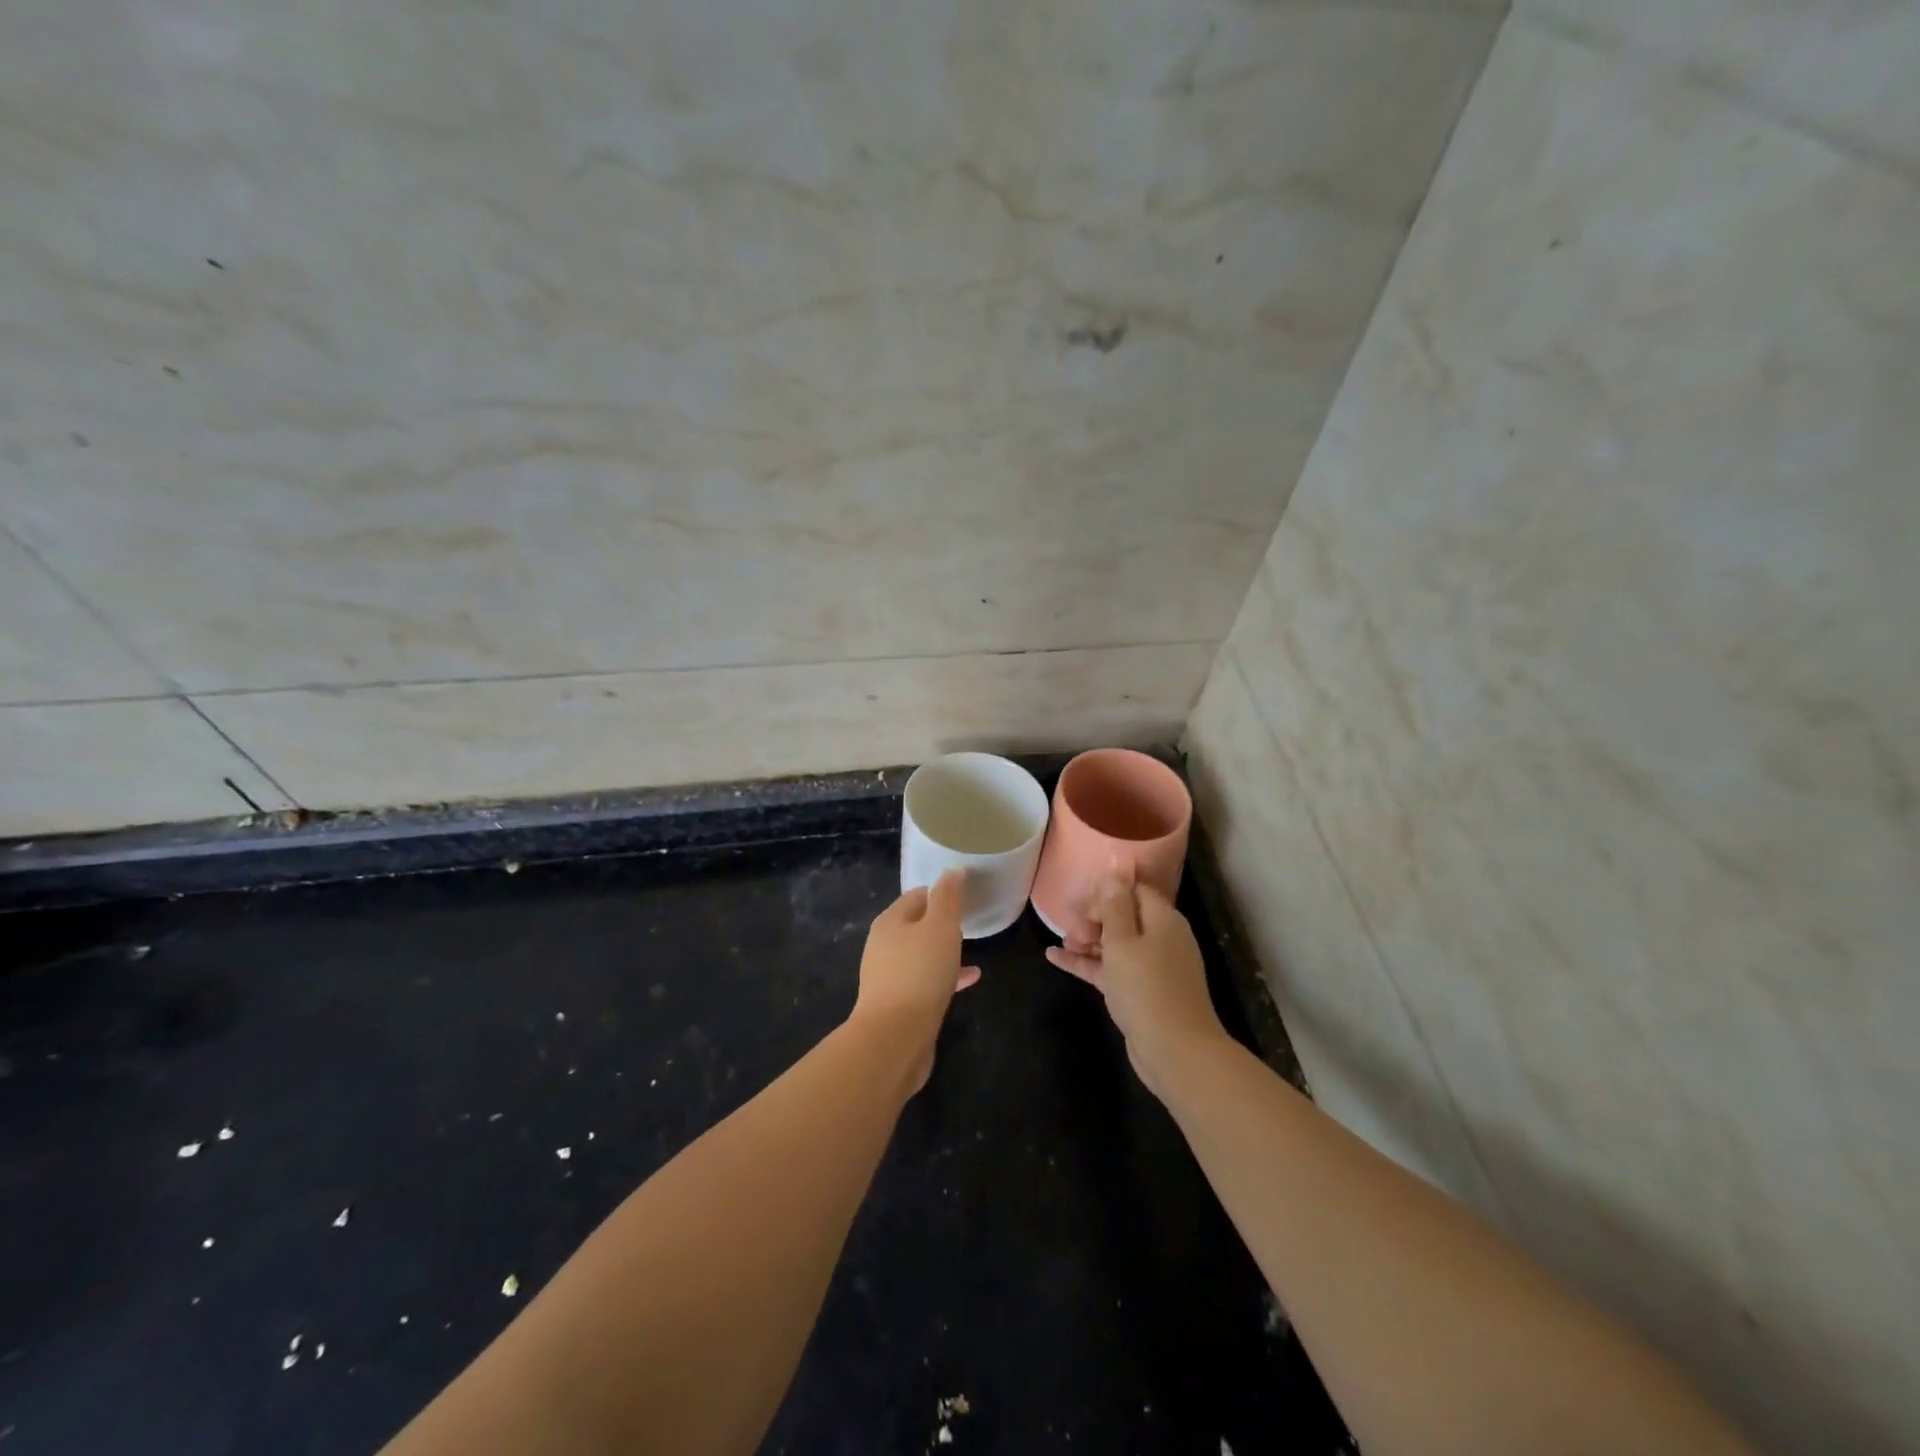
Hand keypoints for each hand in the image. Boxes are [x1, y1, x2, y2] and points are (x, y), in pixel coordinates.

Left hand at [852, 871, 980, 1092]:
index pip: (916, 896)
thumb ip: (948, 897)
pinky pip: (926, 981)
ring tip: (971, 948)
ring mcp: (889, 976)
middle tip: (969, 920)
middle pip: (916, 925)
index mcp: (890, 922)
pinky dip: (946, 976)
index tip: (965, 895)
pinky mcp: (899, 1004)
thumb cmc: (919, 973)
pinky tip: (971, 979)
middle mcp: (884, 946)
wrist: (895, 1038)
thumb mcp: (940, 927)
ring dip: (943, 950)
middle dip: (940, 922)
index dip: (940, 892)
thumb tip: (952, 872)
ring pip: (921, 954)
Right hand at [1045, 866, 1228, 1099]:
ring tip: (1061, 942)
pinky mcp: (1141, 992)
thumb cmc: (1146, 988)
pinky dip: (1087, 963)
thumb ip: (1115, 903)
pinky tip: (1055, 959)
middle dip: (1094, 918)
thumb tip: (1117, 860)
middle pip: (1124, 916)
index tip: (1081, 902)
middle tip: (1070, 927)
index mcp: (1162, 919)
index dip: (1107, 892)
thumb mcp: (1123, 940)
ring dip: (1088, 941)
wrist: (1176, 1052)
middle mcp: (1161, 938)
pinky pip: (1111, 968)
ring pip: (1115, 944)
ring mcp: (1152, 967)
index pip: (1134, 890)